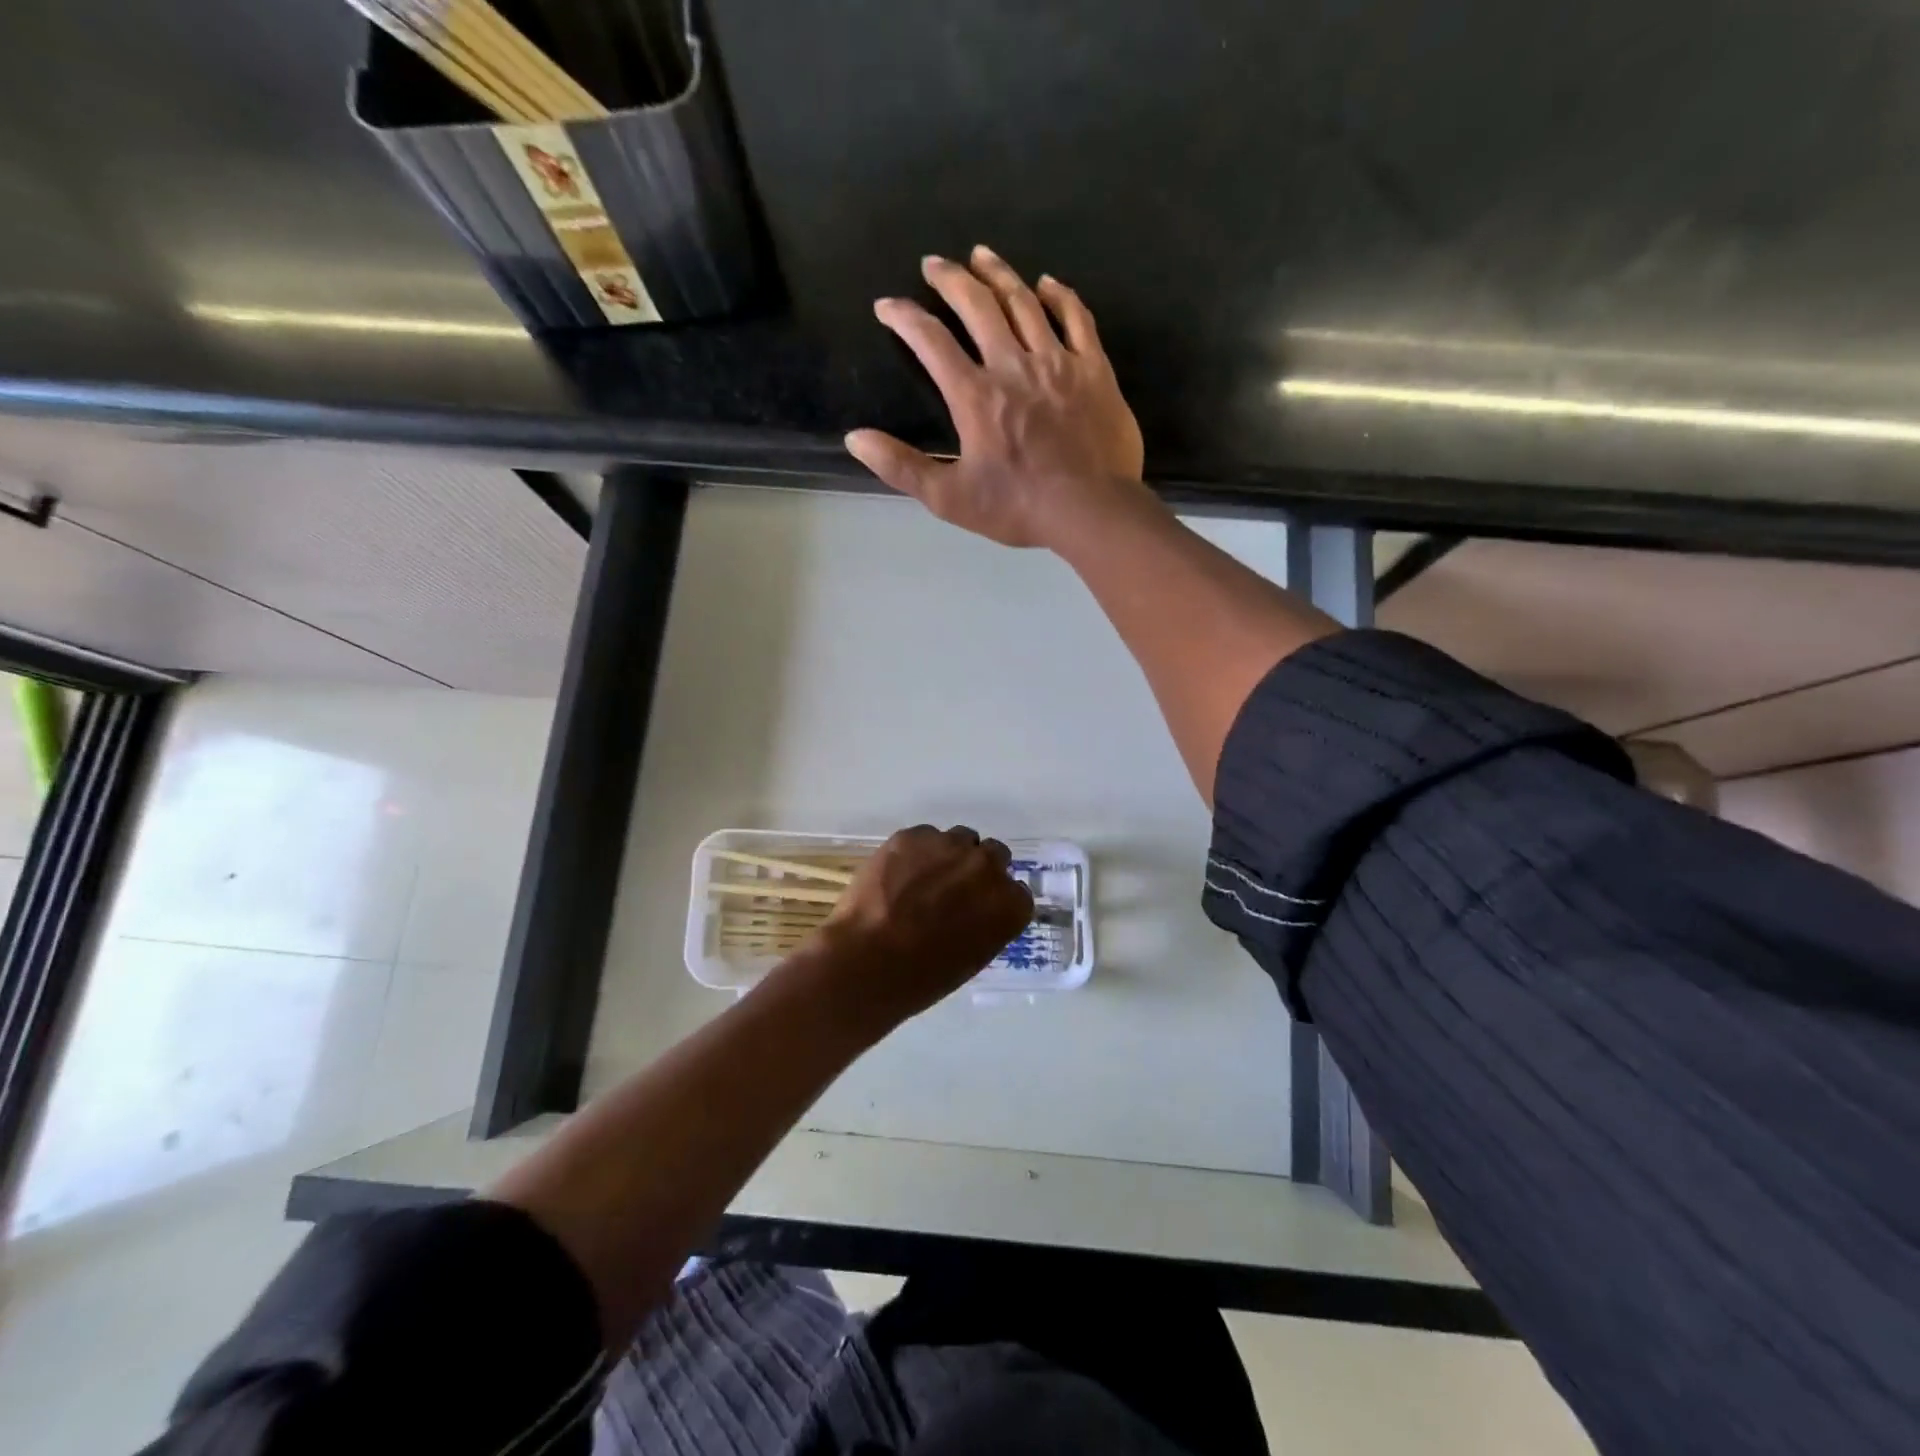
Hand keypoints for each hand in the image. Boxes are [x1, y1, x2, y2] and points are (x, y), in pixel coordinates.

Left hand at [813, 824, 1034, 1025]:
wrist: (867, 962)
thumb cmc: (922, 977)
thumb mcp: (972, 958)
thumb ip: (985, 924)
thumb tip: (975, 910)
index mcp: (1009, 904)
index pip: (1016, 892)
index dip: (995, 899)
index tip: (979, 909)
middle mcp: (987, 867)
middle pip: (994, 855)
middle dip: (977, 869)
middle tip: (953, 889)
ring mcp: (949, 845)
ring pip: (960, 839)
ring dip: (949, 855)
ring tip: (922, 879)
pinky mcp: (913, 835)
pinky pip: (924, 837)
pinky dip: (916, 852)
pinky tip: (896, 875)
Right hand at [845, 246, 1145, 548]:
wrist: (1091, 510)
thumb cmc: (1018, 507)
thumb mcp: (949, 498)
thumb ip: (901, 467)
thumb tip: (855, 439)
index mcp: (974, 395)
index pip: (930, 341)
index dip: (904, 317)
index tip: (887, 305)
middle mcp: (1012, 365)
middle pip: (977, 306)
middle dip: (950, 279)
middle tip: (934, 263)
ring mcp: (1057, 362)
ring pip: (1024, 302)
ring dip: (999, 274)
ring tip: (981, 255)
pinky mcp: (1093, 369)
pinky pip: (1077, 318)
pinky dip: (1060, 296)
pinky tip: (1047, 283)